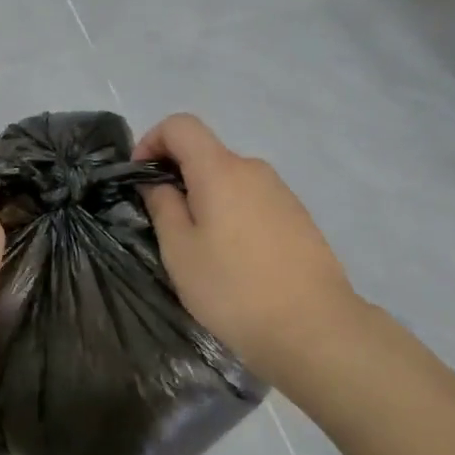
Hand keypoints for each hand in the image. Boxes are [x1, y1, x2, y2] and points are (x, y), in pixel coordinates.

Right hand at [136, 114, 368, 381]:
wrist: (314, 328)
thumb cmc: (233, 288)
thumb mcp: (180, 250)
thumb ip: (163, 206)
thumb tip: (158, 182)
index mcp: (220, 169)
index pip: (180, 125)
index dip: (151, 141)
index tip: (140, 179)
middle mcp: (253, 169)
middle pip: (206, 154)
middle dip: (177, 178)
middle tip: (164, 225)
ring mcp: (281, 192)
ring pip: (230, 181)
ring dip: (206, 200)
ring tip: (200, 250)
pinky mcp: (298, 218)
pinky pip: (253, 202)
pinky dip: (232, 215)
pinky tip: (235, 261)